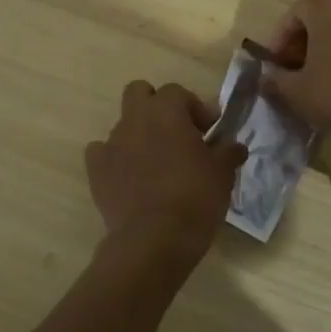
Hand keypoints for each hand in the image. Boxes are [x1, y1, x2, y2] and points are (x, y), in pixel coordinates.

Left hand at [84, 81, 245, 268]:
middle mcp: (134, 119)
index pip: (178, 92)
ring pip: (123, 125)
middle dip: (156, 106)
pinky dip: (115, 159)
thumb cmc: (195, 197)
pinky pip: (102, 152)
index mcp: (166, 110)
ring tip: (157, 163)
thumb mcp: (223, 173)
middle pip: (139, 93)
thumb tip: (234, 146)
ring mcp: (111, 143)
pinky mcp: (96, 170)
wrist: (154, 239)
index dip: (195, 108)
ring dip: (139, 135)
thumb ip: (228, 152)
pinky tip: (129, 177)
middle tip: (177, 133)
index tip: (209, 132)